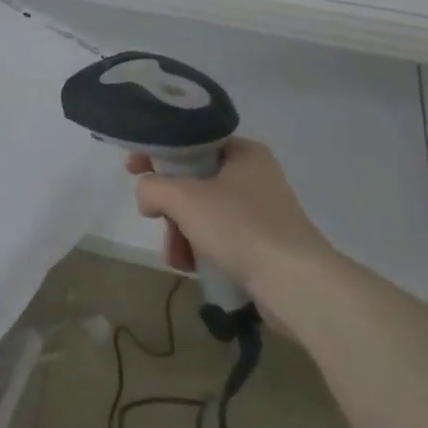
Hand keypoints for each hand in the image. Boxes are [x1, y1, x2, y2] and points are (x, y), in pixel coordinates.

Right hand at [128, 138, 332, 296]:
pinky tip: (192, 266)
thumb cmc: (239, 227)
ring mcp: (262, 212)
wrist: (295, 284)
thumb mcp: (183, 197)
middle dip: (170, 206)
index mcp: (244, 152)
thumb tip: (147, 197)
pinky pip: (220, 238)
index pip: (191, 142)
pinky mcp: (265, 245)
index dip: (158, 153)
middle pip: (194, 181)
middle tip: (155, 219)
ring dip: (181, 232)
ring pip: (204, 213)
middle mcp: (255, 176)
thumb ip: (153, 187)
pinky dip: (201, 249)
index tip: (132, 169)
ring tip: (176, 255)